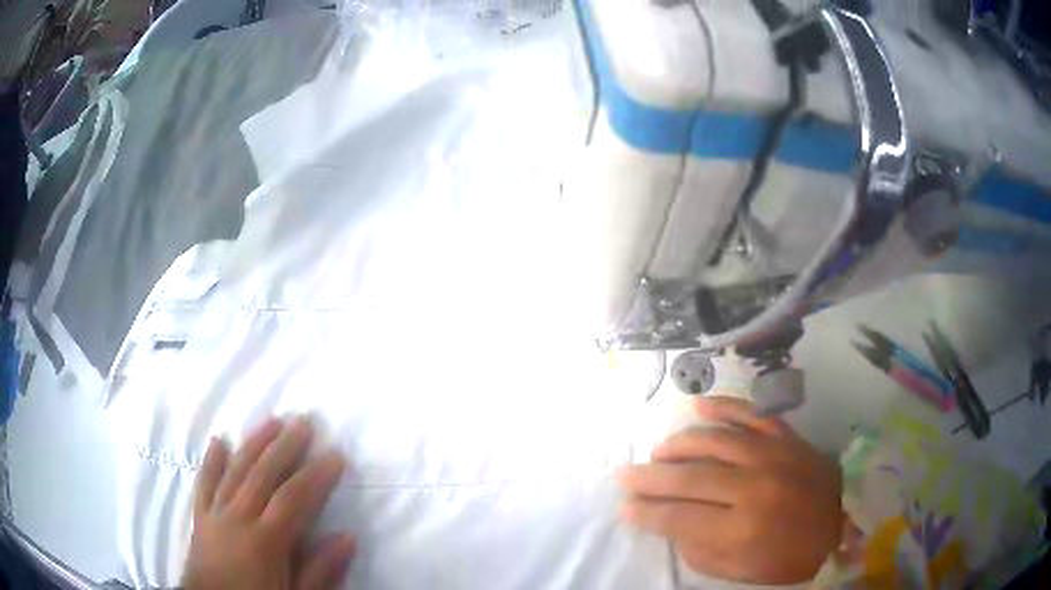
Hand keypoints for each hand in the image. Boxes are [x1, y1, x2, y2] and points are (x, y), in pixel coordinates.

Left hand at [183, 417, 354, 589]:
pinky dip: (211, 462)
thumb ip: (320, 570)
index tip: (335, 455)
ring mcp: (215, 514)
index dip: (315, 475)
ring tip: (272, 421)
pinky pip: (204, 483)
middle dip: (285, 446)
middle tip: (304, 421)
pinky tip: (218, 442)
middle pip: (262, 474)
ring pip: (235, 470)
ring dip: (254, 444)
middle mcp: (237, 518)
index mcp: (265, 541)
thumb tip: (347, 538)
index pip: (293, 499)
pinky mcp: (200, 517)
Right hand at [617, 397, 843, 584]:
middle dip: (649, 477)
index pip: (679, 517)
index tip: (624, 508)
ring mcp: (771, 455)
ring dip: (678, 444)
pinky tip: (698, 405)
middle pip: (689, 477)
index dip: (646, 513)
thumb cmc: (791, 556)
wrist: (844, 522)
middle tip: (624, 475)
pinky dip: (722, 406)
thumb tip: (671, 526)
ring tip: (657, 451)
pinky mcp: (786, 437)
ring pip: (713, 440)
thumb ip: (702, 552)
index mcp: (742, 529)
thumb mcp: (742, 572)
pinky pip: (750, 414)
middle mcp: (752, 487)